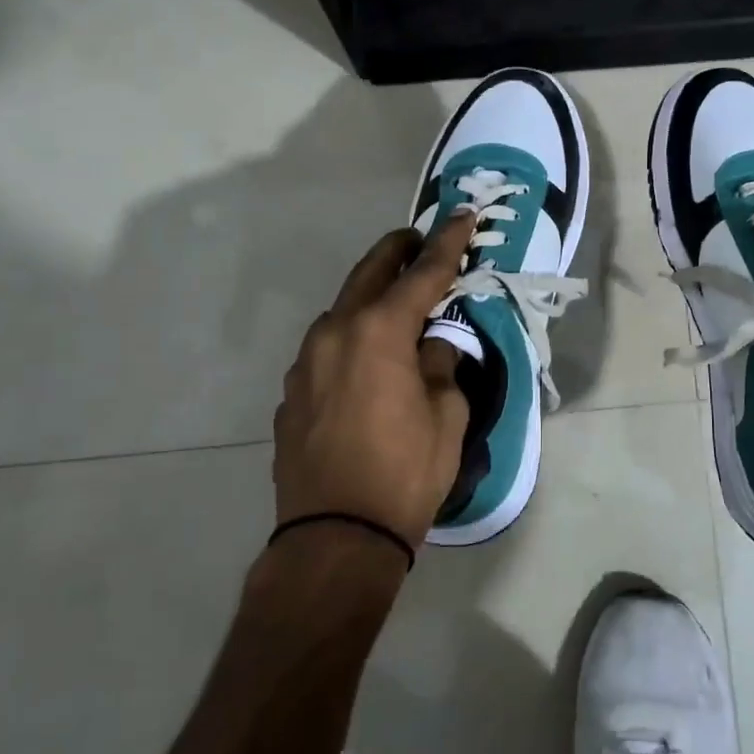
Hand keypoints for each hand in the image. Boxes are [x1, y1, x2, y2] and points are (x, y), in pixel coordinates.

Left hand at [273, 214, 478, 549]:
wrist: (334, 538)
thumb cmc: (405, 472)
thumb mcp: (446, 415)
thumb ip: (441, 366)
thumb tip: (432, 347)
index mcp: (378, 331)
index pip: (422, 274)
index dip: (447, 243)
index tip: (461, 215)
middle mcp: (334, 333)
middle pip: (369, 274)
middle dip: (398, 252)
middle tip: (422, 241)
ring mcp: (305, 362)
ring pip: (342, 310)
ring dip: (371, 298)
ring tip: (398, 304)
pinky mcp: (291, 393)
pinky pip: (327, 349)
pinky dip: (352, 338)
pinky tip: (368, 360)